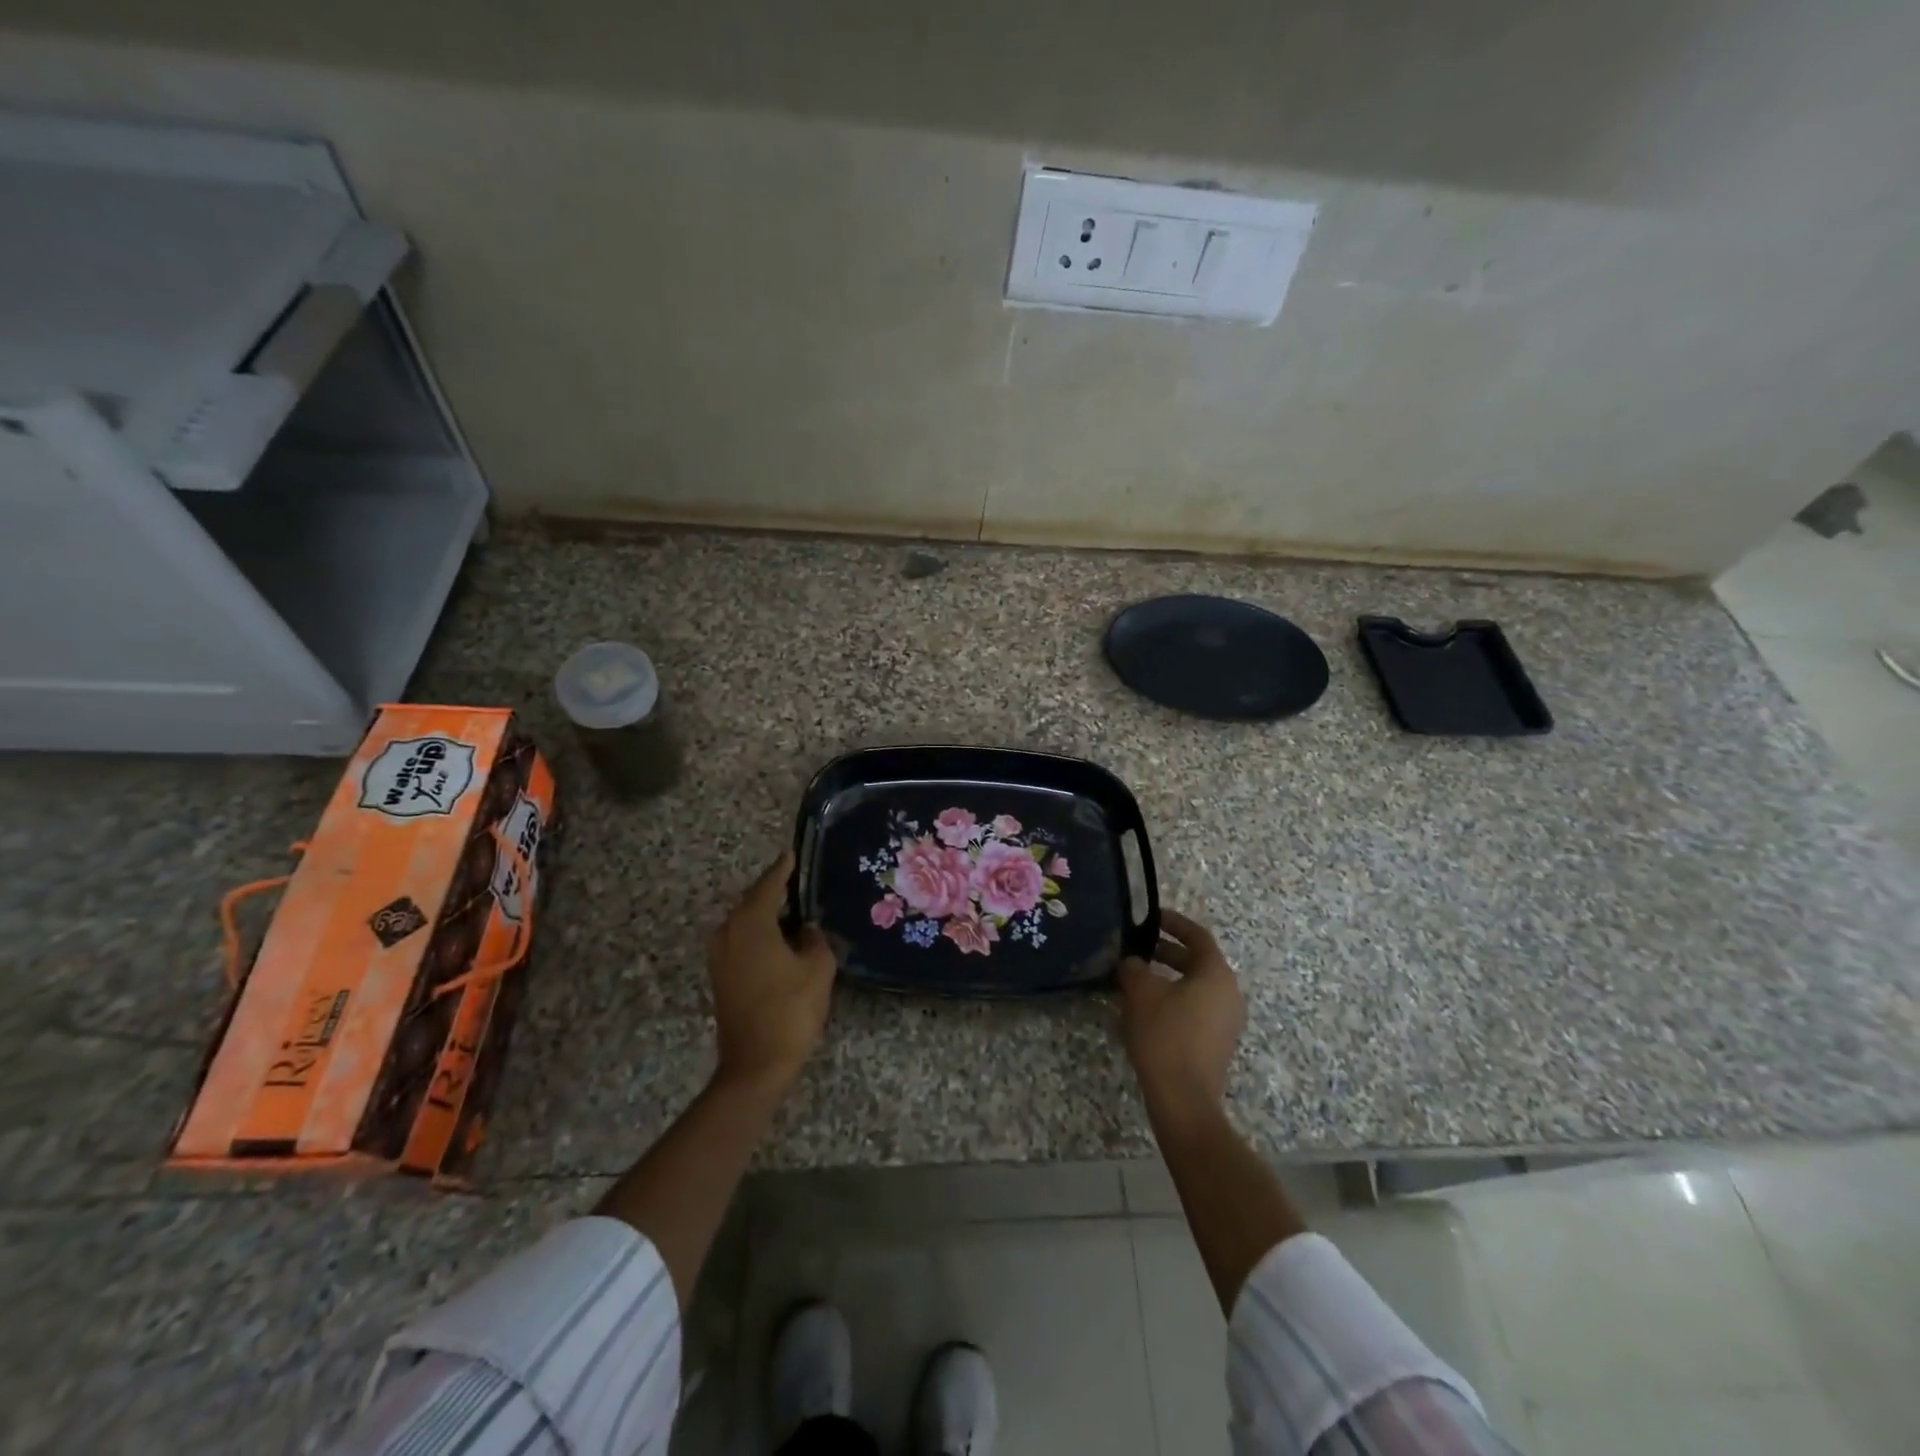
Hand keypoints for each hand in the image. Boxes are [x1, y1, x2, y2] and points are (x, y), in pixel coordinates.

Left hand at [707, 851, 836, 1094]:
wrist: (756, 1065)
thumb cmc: (790, 1010)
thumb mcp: (818, 968)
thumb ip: (815, 939)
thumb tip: (807, 929)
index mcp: (750, 923)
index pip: (769, 884)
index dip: (784, 868)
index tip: (793, 853)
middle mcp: (728, 932)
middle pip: (755, 901)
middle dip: (777, 891)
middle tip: (803, 882)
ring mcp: (720, 955)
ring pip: (747, 923)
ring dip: (770, 916)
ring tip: (798, 911)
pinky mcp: (721, 976)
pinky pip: (743, 941)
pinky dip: (762, 934)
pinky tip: (784, 939)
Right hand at [1117, 909, 1245, 1116]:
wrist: (1184, 1099)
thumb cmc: (1165, 1035)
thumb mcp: (1140, 992)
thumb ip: (1134, 967)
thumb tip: (1132, 962)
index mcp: (1216, 974)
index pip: (1198, 936)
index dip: (1174, 922)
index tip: (1151, 916)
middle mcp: (1228, 993)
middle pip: (1197, 961)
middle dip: (1166, 951)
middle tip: (1137, 948)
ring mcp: (1226, 1021)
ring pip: (1195, 986)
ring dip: (1168, 977)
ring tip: (1136, 978)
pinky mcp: (1216, 1043)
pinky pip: (1195, 1008)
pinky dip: (1173, 999)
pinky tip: (1146, 1008)